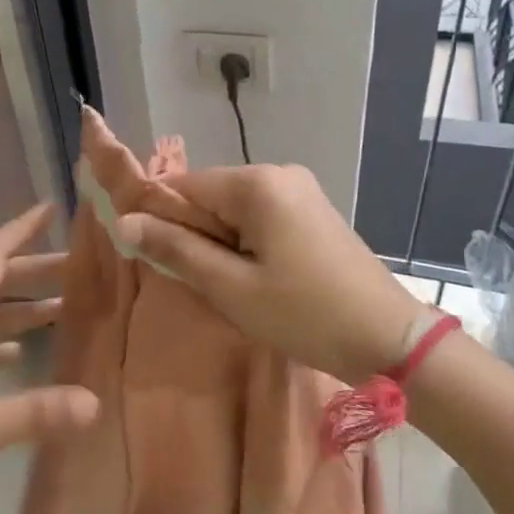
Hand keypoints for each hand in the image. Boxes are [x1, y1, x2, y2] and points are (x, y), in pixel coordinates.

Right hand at [116, 165, 424, 385]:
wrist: (390, 339)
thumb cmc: (305, 314)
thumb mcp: (231, 288)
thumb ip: (176, 249)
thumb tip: (124, 222)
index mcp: (258, 183)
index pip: (184, 185)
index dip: (161, 218)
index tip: (154, 258)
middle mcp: (280, 173)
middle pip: (212, 195)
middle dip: (196, 234)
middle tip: (203, 283)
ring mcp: (302, 190)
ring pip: (236, 209)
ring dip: (222, 243)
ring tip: (232, 287)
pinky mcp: (314, 212)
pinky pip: (262, 217)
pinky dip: (247, 244)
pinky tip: (258, 279)